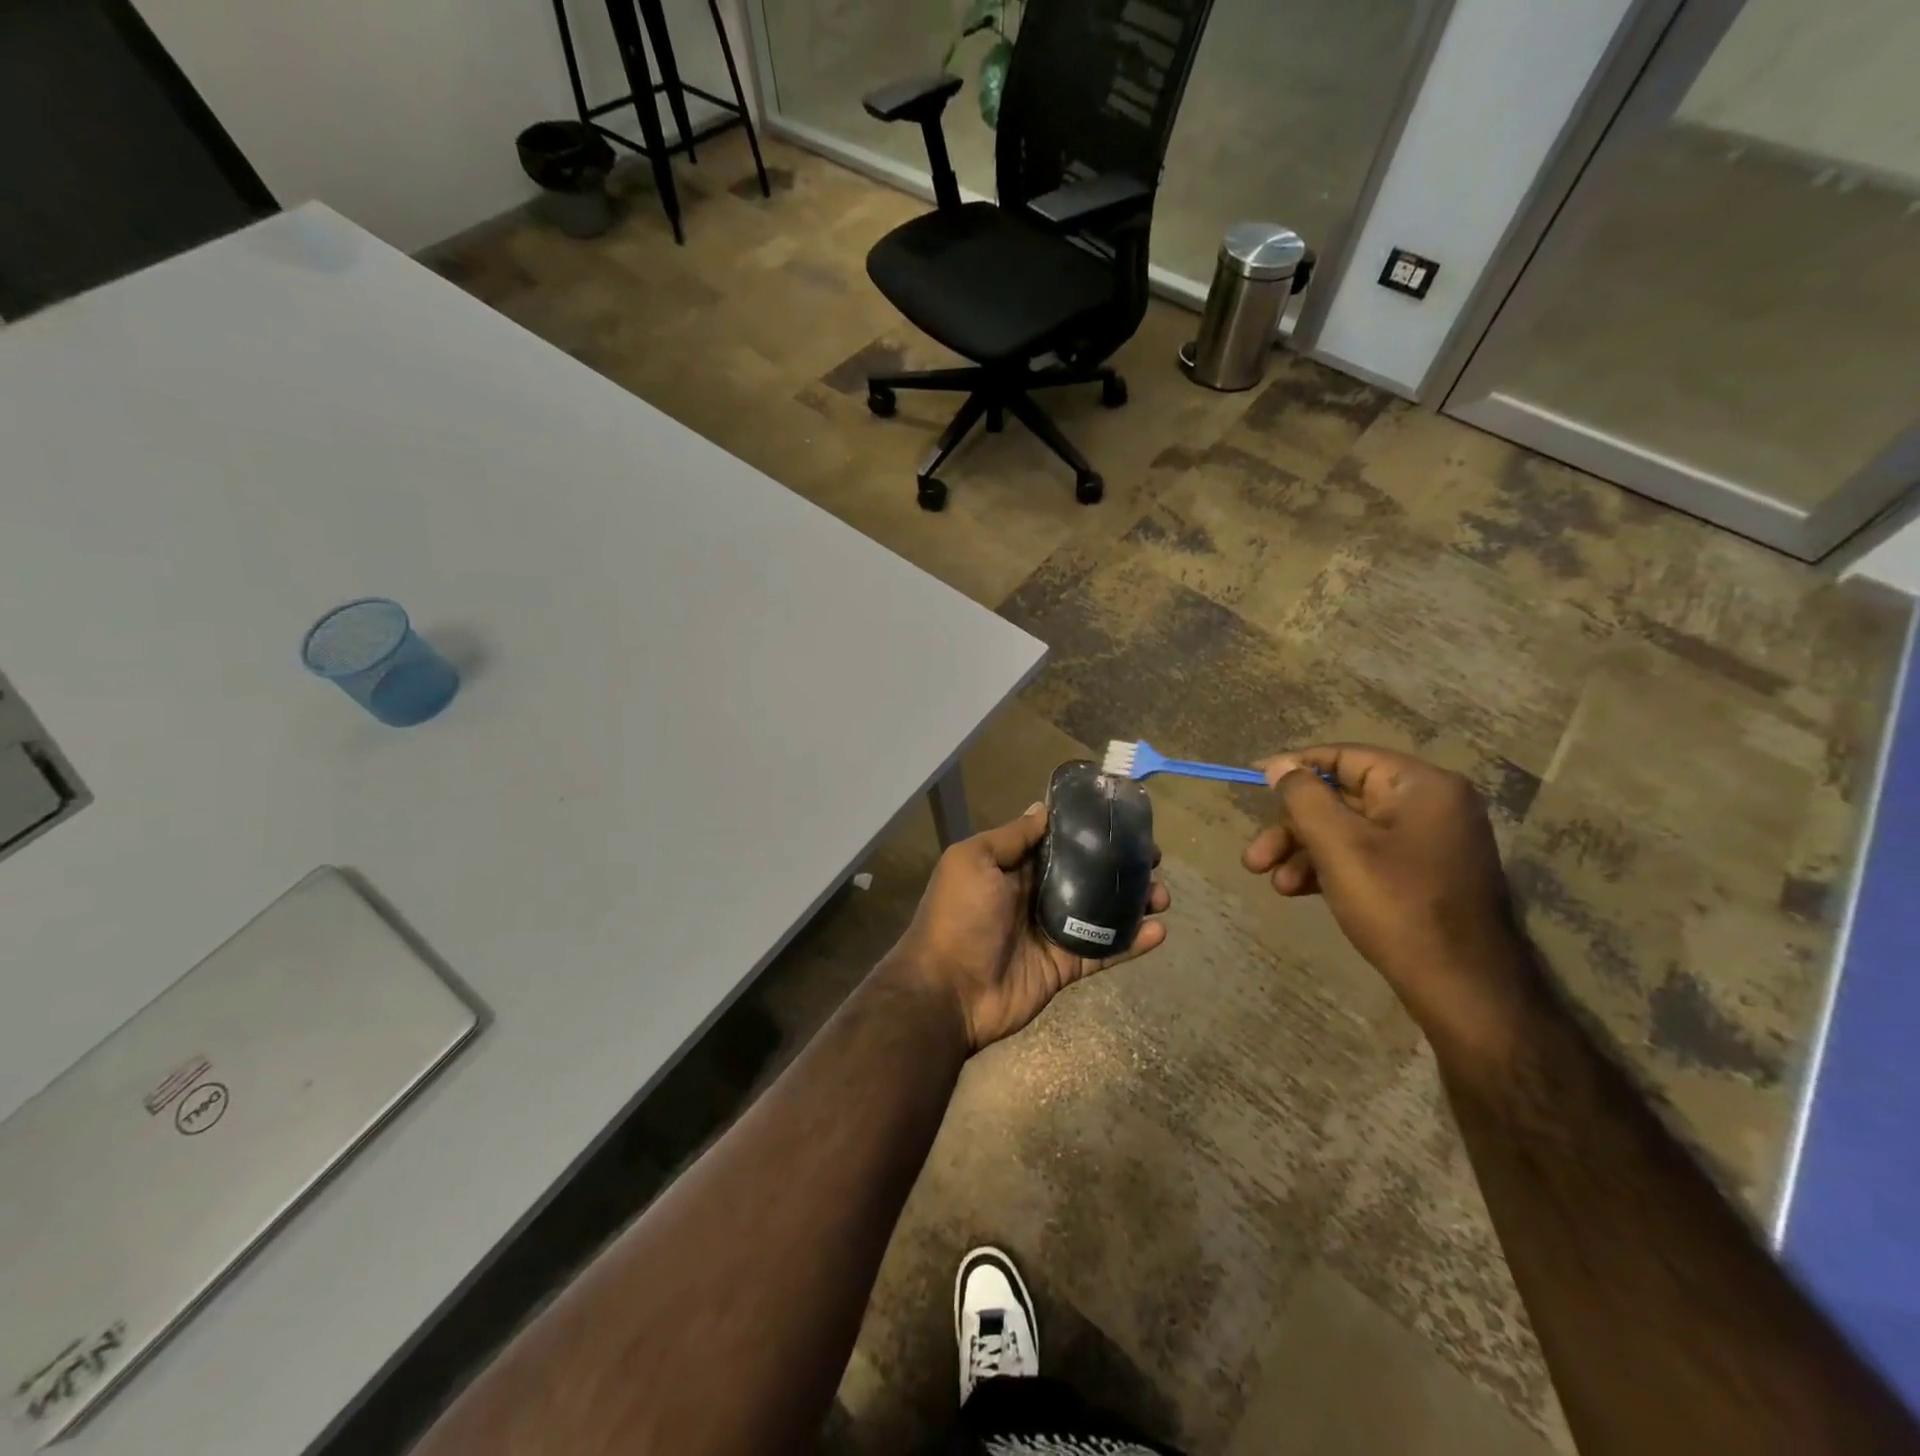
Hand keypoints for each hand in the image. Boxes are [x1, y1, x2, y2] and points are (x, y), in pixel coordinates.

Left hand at [888, 803, 1169, 1052]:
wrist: (947, 992)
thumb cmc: (958, 916)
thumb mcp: (973, 861)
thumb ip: (1011, 837)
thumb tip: (1042, 809)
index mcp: (1012, 868)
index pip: (1057, 843)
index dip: (1089, 832)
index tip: (1122, 820)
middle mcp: (1035, 895)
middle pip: (1086, 874)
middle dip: (1120, 865)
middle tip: (1154, 858)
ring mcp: (1052, 932)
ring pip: (1102, 911)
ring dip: (1133, 902)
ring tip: (1162, 895)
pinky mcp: (1065, 966)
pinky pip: (1103, 951)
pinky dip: (1131, 942)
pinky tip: (1159, 931)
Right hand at [1242, 744, 1532, 1055]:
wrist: (1463, 988)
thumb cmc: (1398, 905)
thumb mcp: (1339, 845)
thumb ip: (1303, 797)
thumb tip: (1279, 766)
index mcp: (1420, 785)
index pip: (1344, 757)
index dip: (1294, 767)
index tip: (1253, 778)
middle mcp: (1429, 805)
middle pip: (1341, 798)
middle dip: (1292, 827)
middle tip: (1254, 857)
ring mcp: (1428, 843)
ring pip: (1347, 831)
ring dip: (1303, 852)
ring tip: (1273, 883)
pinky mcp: (1423, 875)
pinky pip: (1365, 856)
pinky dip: (1329, 868)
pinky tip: (1298, 891)